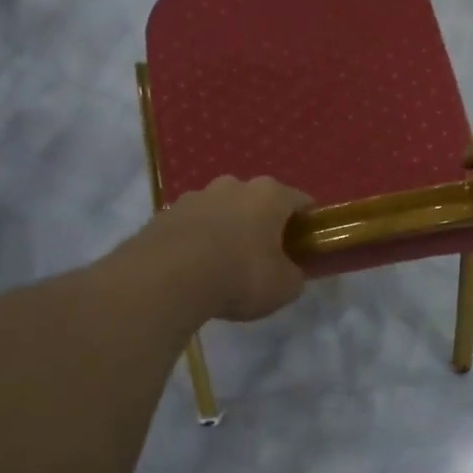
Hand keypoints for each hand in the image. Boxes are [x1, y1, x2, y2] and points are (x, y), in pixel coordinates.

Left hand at [143, 175, 312, 321]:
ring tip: (224, 264)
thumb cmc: (240, 275)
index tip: (306, 245)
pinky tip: (195, 268)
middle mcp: (234, 185)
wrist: (167, 278)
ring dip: (227, 229)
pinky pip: (191, 225)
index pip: (300, 201)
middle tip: (264, 256)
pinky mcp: (165, 213)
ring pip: (221, 210)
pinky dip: (197, 241)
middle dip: (263, 223)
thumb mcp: (283, 287)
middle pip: (257, 201)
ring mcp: (196, 196)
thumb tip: (291, 273)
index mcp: (269, 195)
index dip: (307, 223)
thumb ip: (294, 276)